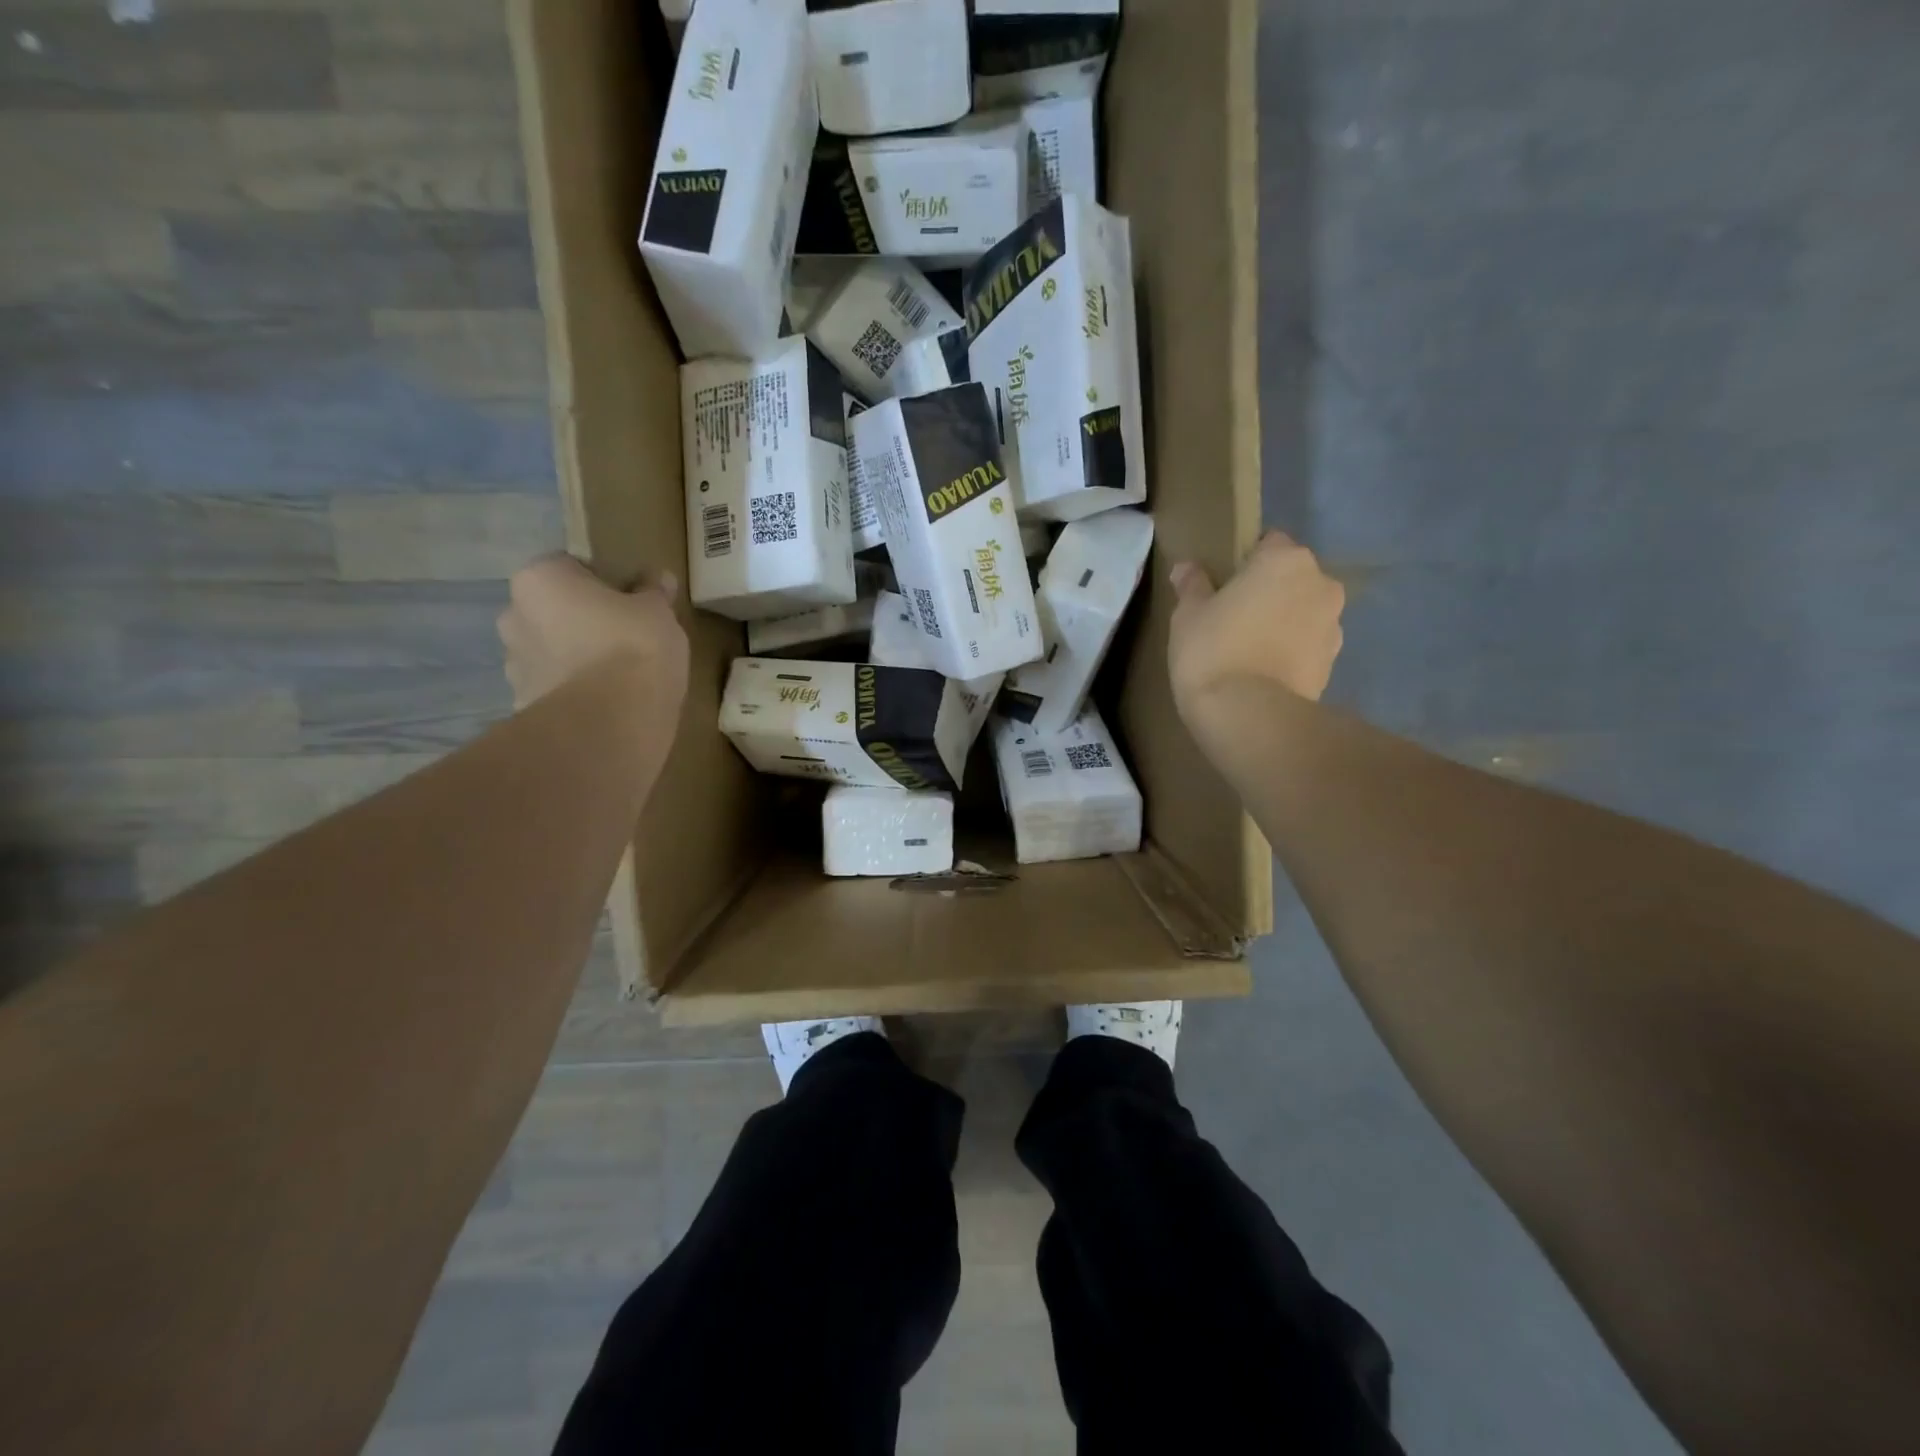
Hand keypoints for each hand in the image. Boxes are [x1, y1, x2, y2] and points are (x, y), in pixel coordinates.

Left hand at [498, 554, 688, 712]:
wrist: (611, 723)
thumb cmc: (634, 648)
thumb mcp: (658, 612)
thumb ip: (654, 592)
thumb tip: (658, 579)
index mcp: (540, 580)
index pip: (567, 567)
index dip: (600, 582)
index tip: (628, 600)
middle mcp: (514, 616)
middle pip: (551, 610)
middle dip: (579, 620)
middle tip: (622, 636)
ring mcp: (514, 665)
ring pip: (548, 651)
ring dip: (573, 657)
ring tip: (614, 675)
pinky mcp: (523, 706)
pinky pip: (552, 689)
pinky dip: (572, 692)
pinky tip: (604, 702)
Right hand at [1167, 531, 1345, 714]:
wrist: (1249, 716)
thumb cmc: (1213, 651)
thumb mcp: (1188, 615)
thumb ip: (1192, 586)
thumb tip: (1187, 568)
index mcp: (1285, 560)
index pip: (1268, 543)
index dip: (1245, 561)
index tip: (1222, 585)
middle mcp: (1321, 584)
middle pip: (1292, 578)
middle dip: (1269, 591)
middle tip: (1234, 617)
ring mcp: (1333, 625)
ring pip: (1304, 612)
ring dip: (1284, 622)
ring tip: (1249, 649)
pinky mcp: (1333, 663)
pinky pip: (1308, 645)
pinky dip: (1291, 652)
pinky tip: (1263, 672)